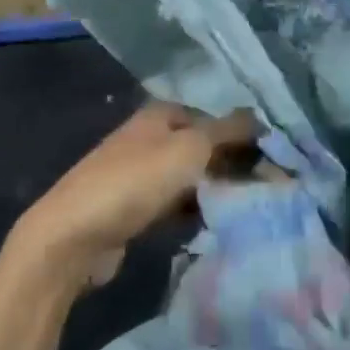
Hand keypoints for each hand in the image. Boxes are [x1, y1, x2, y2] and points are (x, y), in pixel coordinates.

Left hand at [9, 103, 259, 291]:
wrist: (73, 236)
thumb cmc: (135, 181)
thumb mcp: (190, 148)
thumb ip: (229, 131)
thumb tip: (263, 119)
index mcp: (162, 114)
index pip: (216, 118)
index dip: (246, 136)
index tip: (277, 161)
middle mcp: (152, 137)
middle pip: (205, 147)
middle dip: (234, 166)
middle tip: (270, 189)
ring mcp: (141, 173)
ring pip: (192, 178)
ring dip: (218, 191)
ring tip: (252, 208)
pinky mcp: (135, 208)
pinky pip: (177, 204)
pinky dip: (196, 211)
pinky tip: (217, 224)